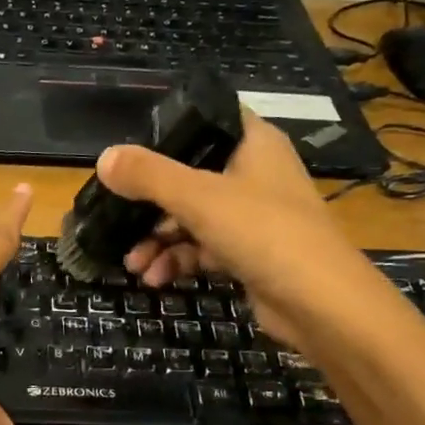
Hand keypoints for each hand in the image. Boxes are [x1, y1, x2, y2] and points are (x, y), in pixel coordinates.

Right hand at [95, 112, 368, 351]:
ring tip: (134, 264)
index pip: (207, 119)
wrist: (321, 304)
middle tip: (117, 221)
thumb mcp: (198, 198)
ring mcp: (253, 217)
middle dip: (150, 204)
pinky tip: (156, 279)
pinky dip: (179, 261)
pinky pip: (204, 249)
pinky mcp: (250, 254)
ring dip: (159, 240)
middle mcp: (254, 174)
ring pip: (192, 218)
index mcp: (253, 144)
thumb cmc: (264, 232)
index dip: (168, 131)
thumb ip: (148, 176)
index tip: (131, 152)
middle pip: (190, 175)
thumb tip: (103, 158)